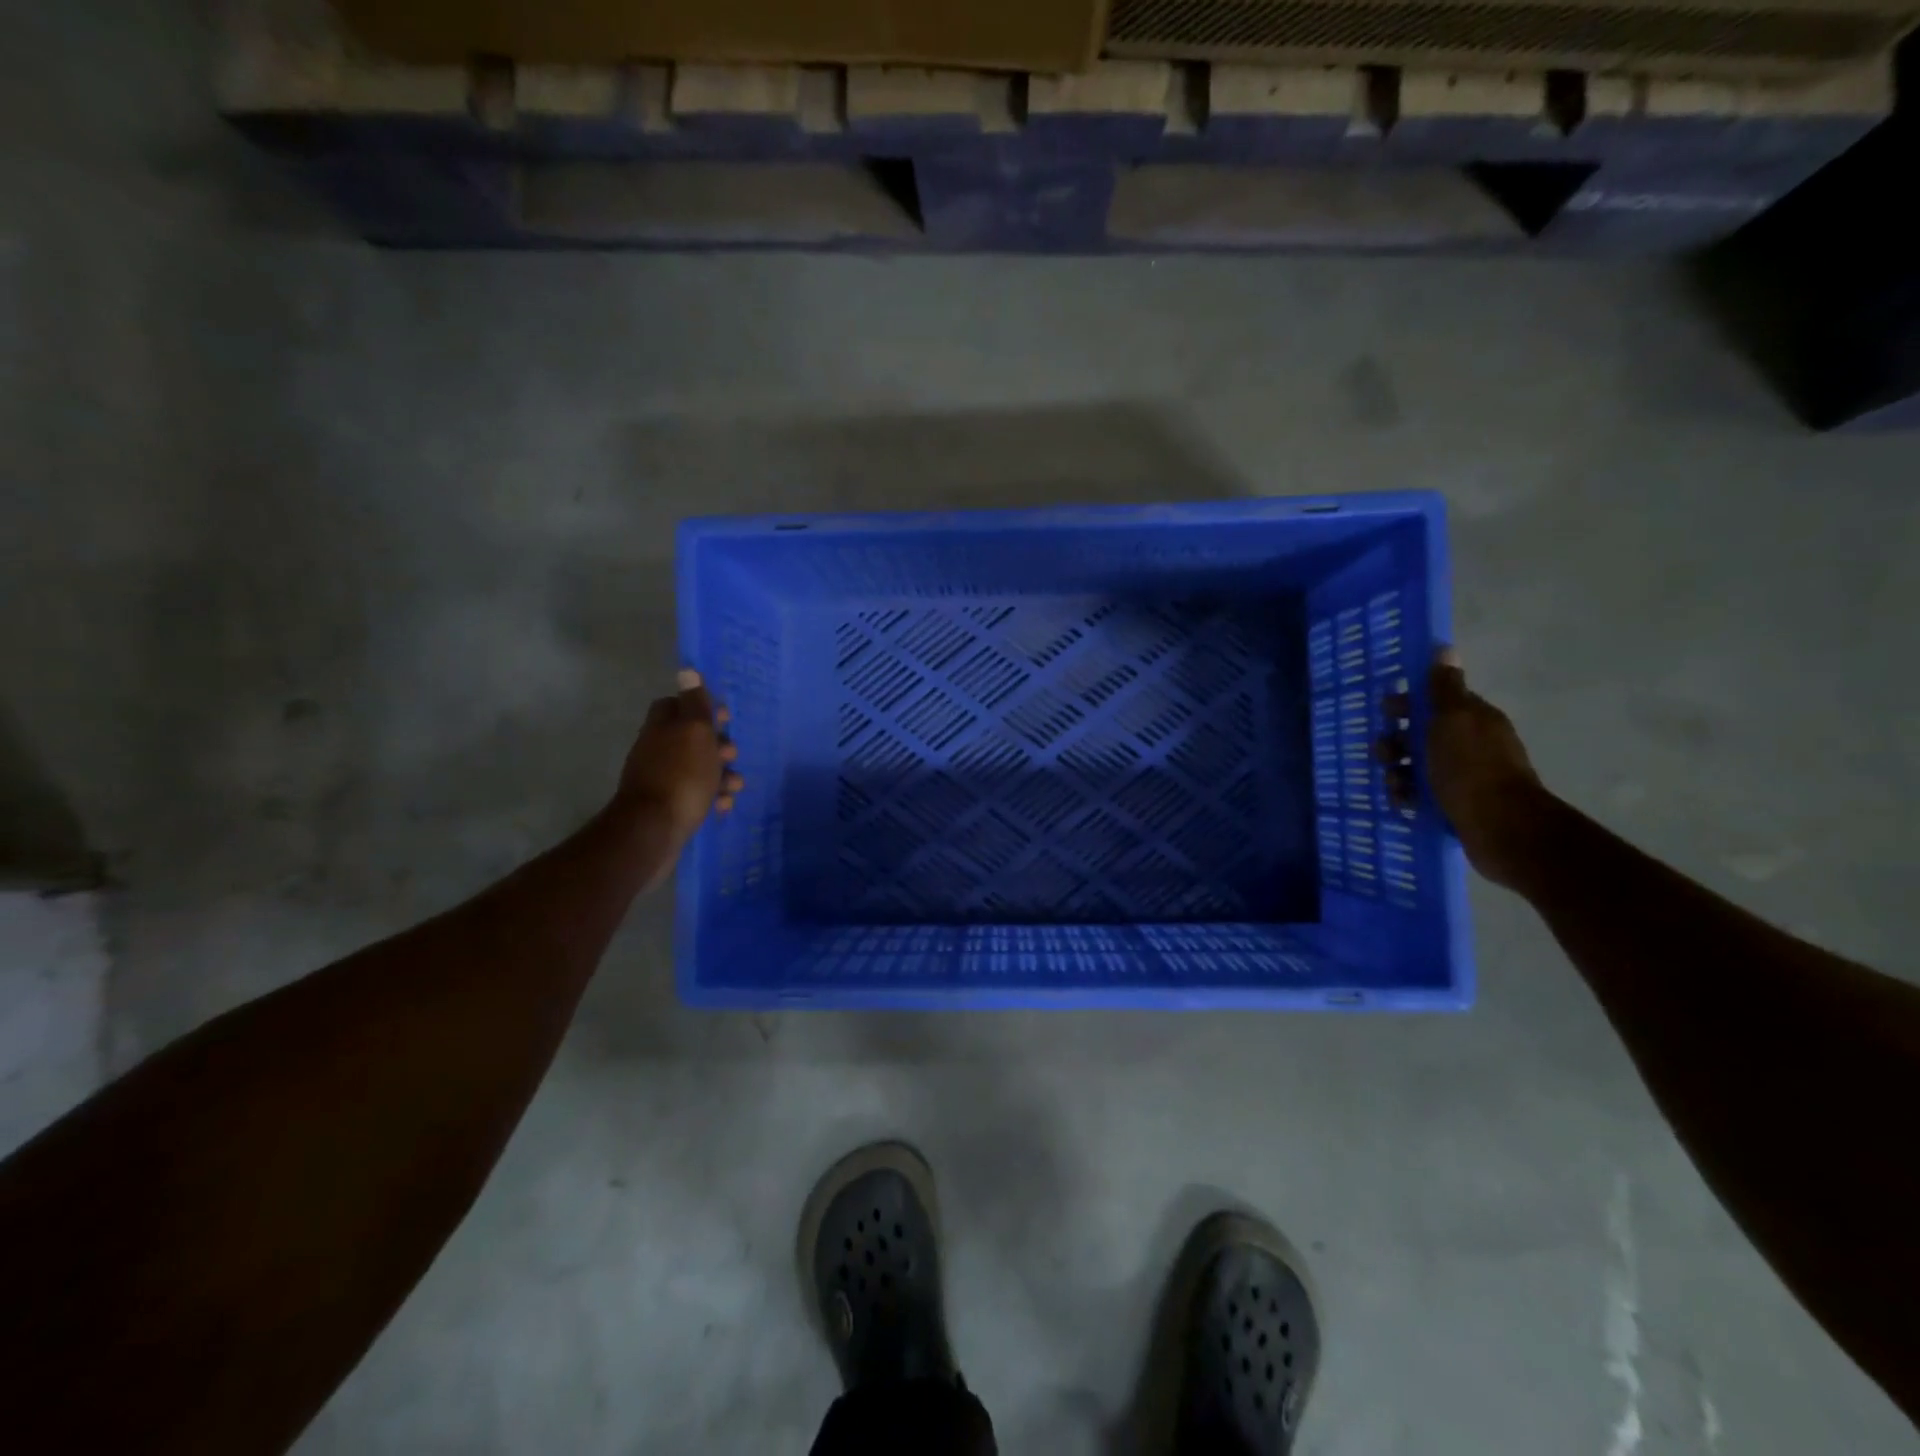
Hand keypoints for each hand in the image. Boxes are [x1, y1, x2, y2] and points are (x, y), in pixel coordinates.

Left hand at [618, 669, 743, 847]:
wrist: (653, 832)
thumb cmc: (681, 776)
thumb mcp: (695, 733)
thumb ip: (695, 704)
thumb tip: (686, 670)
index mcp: (661, 728)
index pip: (675, 704)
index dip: (699, 707)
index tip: (722, 717)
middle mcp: (656, 750)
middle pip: (690, 738)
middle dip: (717, 745)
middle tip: (732, 753)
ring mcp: (660, 780)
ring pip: (696, 768)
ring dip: (720, 774)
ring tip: (736, 785)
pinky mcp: (667, 808)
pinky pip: (695, 796)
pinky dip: (712, 798)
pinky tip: (723, 806)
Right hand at [1381, 648, 1548, 888]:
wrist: (1500, 827)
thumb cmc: (1471, 768)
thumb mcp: (1453, 720)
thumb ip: (1444, 688)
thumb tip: (1444, 649)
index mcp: (1473, 720)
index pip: (1435, 702)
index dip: (1408, 704)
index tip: (1386, 712)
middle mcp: (1470, 745)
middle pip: (1420, 736)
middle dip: (1396, 743)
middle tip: (1383, 755)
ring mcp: (1463, 778)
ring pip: (1416, 768)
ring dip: (1397, 774)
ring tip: (1393, 786)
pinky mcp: (1455, 806)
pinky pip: (1421, 795)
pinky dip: (1407, 798)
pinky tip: (1403, 804)